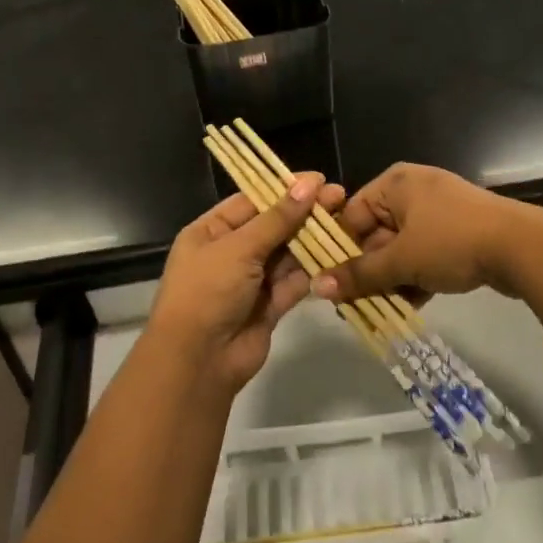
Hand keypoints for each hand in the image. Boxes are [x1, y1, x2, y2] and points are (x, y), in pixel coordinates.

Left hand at [146, 174, 343, 393]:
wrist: (197, 362)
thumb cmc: (207, 292)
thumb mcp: (239, 248)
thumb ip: (277, 218)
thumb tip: (308, 184)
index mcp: (211, 232)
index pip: (252, 201)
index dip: (284, 189)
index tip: (319, 180)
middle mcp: (230, 253)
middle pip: (273, 226)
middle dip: (304, 213)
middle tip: (340, 198)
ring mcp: (251, 281)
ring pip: (287, 254)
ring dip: (313, 240)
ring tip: (345, 222)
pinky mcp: (269, 306)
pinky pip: (294, 282)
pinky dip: (313, 270)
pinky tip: (338, 254)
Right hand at [310, 163, 542, 304]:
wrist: (522, 247)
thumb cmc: (451, 242)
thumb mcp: (401, 261)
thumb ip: (359, 275)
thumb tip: (316, 287)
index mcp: (395, 184)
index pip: (352, 215)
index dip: (341, 249)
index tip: (332, 282)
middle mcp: (414, 191)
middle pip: (377, 234)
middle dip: (368, 271)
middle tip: (354, 305)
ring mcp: (439, 212)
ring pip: (402, 249)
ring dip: (391, 280)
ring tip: (378, 312)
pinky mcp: (459, 233)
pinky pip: (426, 255)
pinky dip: (416, 278)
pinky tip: (408, 308)